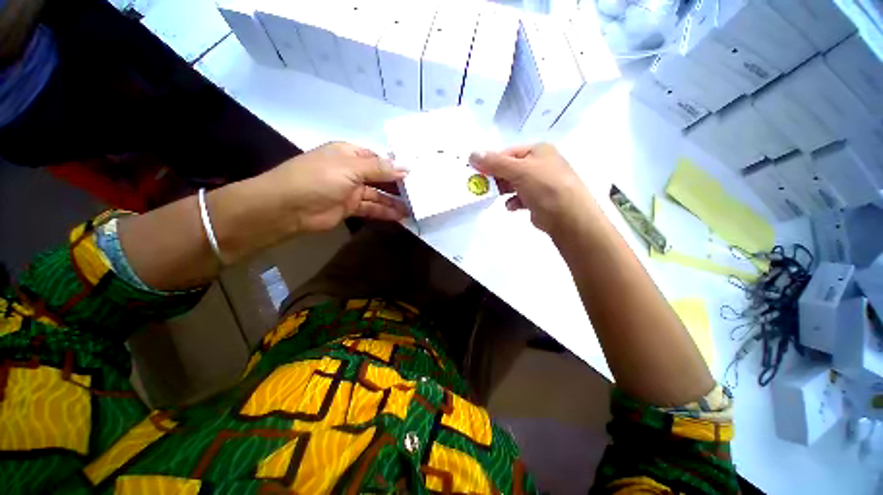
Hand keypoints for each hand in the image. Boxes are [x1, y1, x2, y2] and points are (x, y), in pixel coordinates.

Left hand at [263, 142, 408, 232]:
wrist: (288, 207)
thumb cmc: (319, 178)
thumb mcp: (351, 168)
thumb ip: (380, 169)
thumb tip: (407, 167)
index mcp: (350, 154)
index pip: (379, 158)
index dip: (397, 165)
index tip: (417, 173)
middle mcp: (352, 171)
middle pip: (380, 177)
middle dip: (398, 185)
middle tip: (420, 192)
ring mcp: (351, 190)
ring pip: (378, 195)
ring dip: (394, 201)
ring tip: (414, 207)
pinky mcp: (350, 208)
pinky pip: (372, 208)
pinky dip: (385, 212)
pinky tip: (401, 216)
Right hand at [469, 143, 594, 235]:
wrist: (568, 216)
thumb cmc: (544, 186)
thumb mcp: (518, 170)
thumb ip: (495, 163)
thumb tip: (472, 154)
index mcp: (538, 151)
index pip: (508, 153)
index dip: (491, 161)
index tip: (476, 172)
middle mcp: (540, 164)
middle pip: (510, 168)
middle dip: (496, 177)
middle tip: (482, 186)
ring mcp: (541, 183)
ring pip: (514, 183)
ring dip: (503, 190)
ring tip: (494, 196)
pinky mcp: (539, 200)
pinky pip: (520, 197)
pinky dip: (513, 201)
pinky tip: (511, 206)